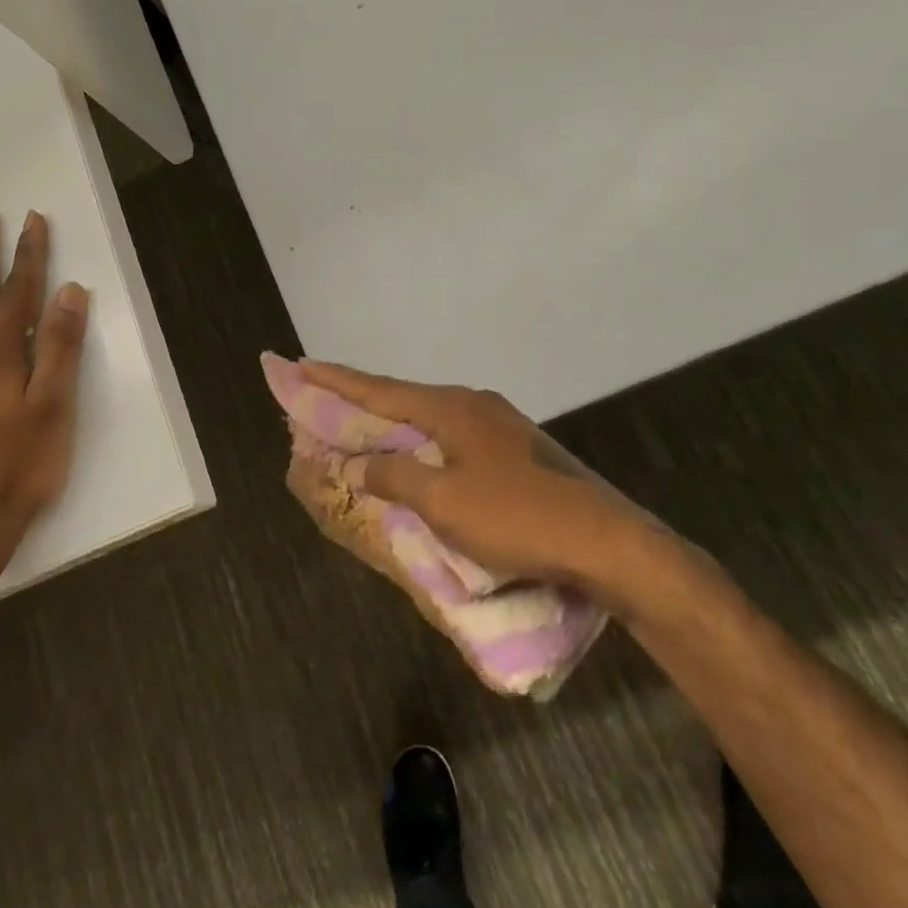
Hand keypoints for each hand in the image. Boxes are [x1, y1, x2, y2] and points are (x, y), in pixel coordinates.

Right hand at [297, 361, 666, 609]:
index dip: (336, 380)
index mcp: (451, 408)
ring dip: (395, 422)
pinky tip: (421, 456)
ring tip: (365, 426)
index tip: (300, 364)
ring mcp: (501, 425)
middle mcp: (474, 404)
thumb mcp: (444, 502)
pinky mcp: (519, 450)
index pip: (379, 390)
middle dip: (362, 399)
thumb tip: (363, 463)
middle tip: (324, 395)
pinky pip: (454, 437)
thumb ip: (395, 476)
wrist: (608, 543)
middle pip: (404, 398)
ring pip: (431, 418)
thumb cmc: (517, 518)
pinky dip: (424, 442)